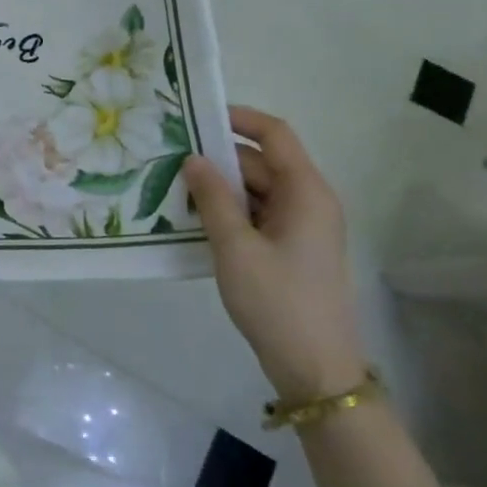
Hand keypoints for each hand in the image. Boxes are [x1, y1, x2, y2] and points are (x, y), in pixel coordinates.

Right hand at [183, 107, 365, 401]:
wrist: (315, 369)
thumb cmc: (277, 302)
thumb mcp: (236, 248)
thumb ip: (213, 198)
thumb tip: (194, 159)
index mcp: (306, 192)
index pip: (275, 134)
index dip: (239, 118)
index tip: (197, 116)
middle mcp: (309, 201)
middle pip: (262, 164)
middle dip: (219, 160)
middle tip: (170, 160)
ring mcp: (302, 227)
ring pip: (257, 191)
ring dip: (220, 189)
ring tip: (175, 190)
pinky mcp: (292, 249)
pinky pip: (258, 215)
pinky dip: (230, 213)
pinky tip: (195, 220)